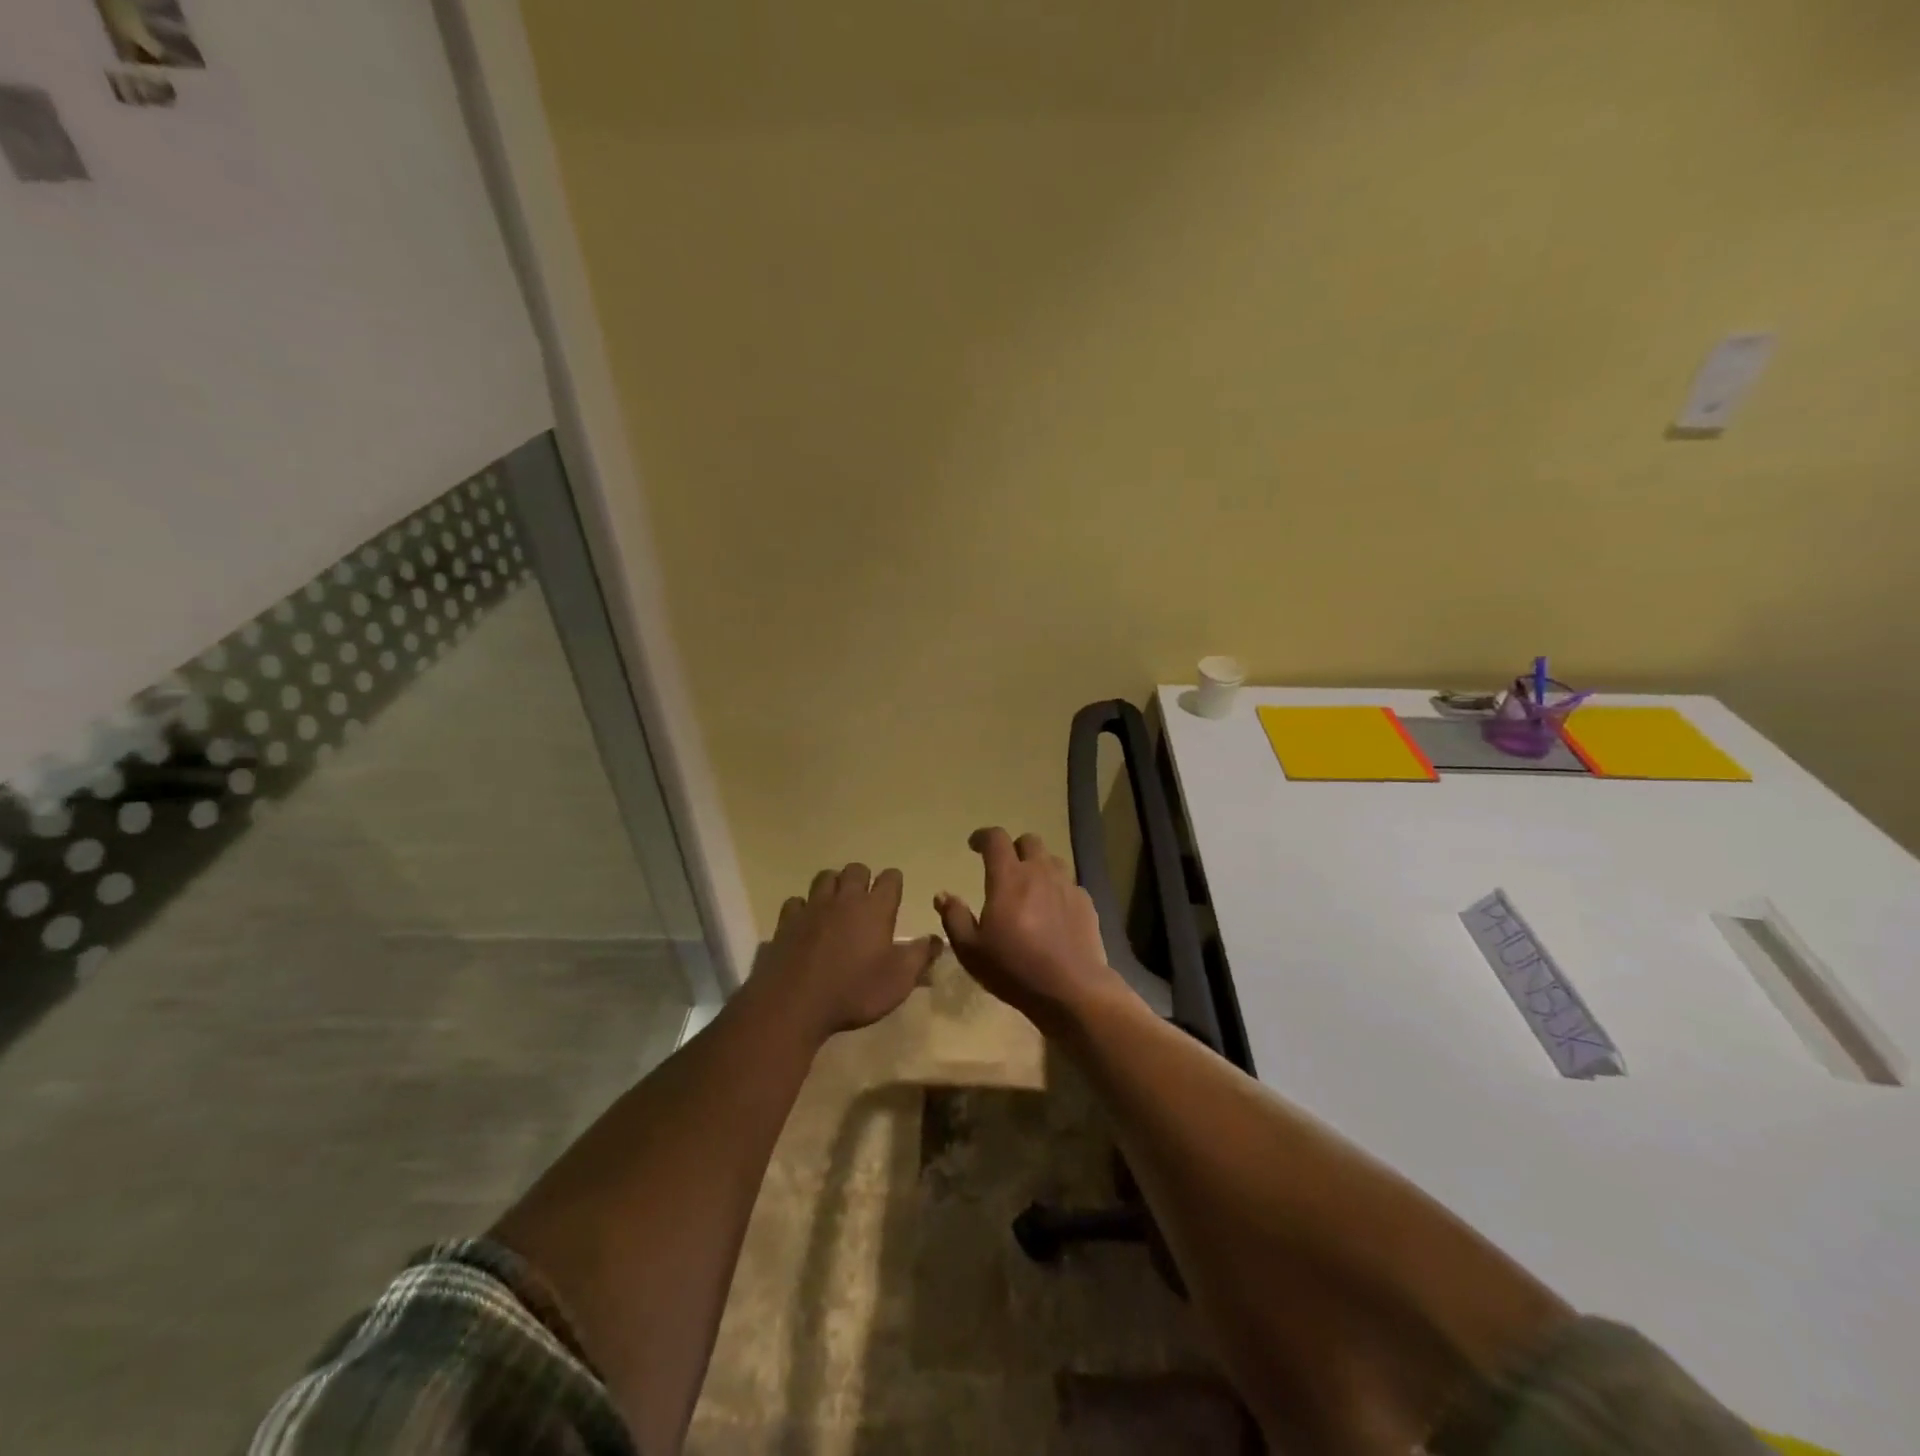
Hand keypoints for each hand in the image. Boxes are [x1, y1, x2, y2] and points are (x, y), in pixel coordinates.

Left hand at [757, 863, 942, 1044]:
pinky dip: (803, 907)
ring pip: (824, 877)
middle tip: (865, 900)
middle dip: (863, 879)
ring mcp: (812, 907)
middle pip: (856, 869)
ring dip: (833, 885)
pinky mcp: (786, 921)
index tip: (894, 895)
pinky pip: (796, 902)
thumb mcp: (899, 981)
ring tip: (837, 904)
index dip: (894, 883)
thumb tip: (937, 939)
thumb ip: (921, 956)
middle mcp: (845, 899)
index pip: (890, 878)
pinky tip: (806, 922)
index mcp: (875, 908)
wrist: (794, 1004)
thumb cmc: (854, 991)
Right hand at [935, 828, 1124, 1031]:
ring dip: (1038, 866)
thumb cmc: (1014, 969)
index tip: (974, 845)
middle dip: (1014, 848)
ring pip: (1052, 860)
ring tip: (1030, 888)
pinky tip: (1053, 911)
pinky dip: (1057, 889)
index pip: (996, 839)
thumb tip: (943, 895)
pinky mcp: (1086, 903)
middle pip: (1029, 841)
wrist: (1071, 989)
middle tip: (1005, 868)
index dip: (983, 836)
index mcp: (1008, 878)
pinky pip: (1069, 884)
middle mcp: (1040, 872)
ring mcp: (1067, 886)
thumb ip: (954, 917)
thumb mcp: (971, 950)